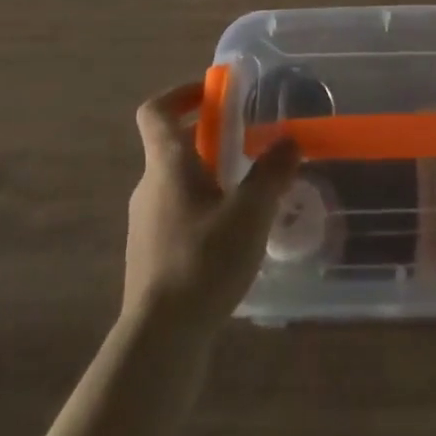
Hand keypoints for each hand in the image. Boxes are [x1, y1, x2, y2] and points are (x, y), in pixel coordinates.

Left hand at [123, 81, 300, 332]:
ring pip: (177, 183)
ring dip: (208, 177)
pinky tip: (231, 239)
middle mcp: (149, 187)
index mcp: (167, 163)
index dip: (181, 93)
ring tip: (247, 194)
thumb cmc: (202, 261)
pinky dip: (202, 212)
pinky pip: (177, 217)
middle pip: (173, 145)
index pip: (156, 110)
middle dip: (209, 138)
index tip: (213, 94)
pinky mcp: (151, 260)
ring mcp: (145, 225)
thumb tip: (290, 140)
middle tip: (247, 143)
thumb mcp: (250, 212)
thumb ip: (272, 172)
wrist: (159, 343)